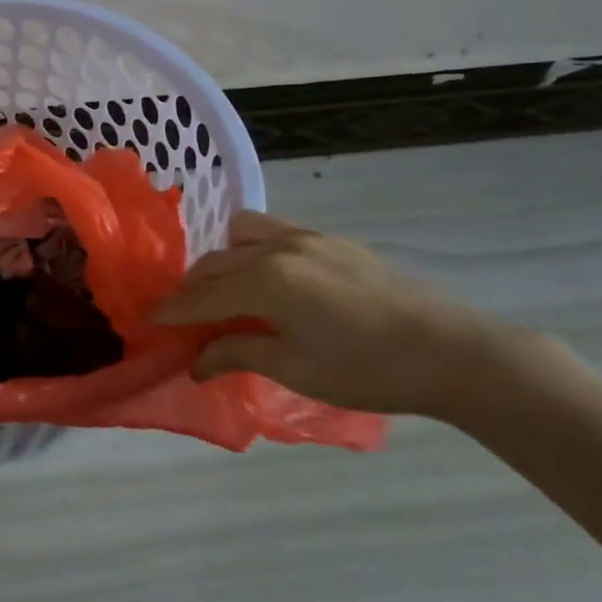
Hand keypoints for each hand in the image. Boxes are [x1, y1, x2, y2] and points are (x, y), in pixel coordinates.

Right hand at [151, 210, 553, 419]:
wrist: (454, 352)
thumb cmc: (368, 369)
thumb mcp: (296, 369)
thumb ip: (238, 354)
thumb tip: (194, 361)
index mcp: (266, 281)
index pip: (202, 295)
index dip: (172, 310)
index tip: (147, 319)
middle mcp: (279, 248)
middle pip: (216, 261)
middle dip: (193, 287)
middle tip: (184, 315)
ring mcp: (309, 238)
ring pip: (243, 233)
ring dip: (223, 258)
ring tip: (227, 290)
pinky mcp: (333, 240)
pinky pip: (276, 232)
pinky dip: (255, 249)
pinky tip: (270, 279)